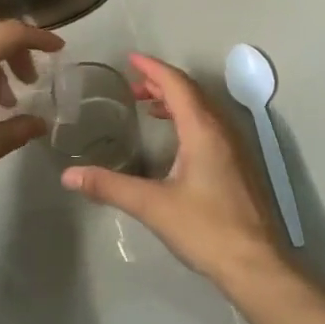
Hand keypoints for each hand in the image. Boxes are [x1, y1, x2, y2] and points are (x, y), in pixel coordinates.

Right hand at [61, 54, 288, 286]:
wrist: (255, 263)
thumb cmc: (205, 229)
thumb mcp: (152, 206)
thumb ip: (110, 187)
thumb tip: (69, 176)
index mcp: (203, 130)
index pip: (177, 85)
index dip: (153, 69)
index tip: (130, 60)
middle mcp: (223, 130)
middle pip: (192, 92)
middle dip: (162, 83)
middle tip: (133, 86)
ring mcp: (235, 148)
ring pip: (204, 109)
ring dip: (177, 101)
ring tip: (149, 106)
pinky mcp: (239, 165)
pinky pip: (211, 126)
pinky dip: (189, 118)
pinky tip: (175, 140)